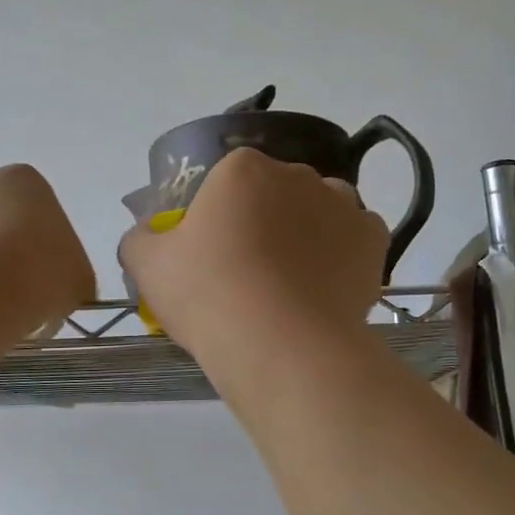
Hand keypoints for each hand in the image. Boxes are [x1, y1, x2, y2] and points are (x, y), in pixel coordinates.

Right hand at [119, 149, 387, 352]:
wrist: (282, 344)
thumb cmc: (209, 294)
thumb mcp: (148, 266)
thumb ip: (140, 238)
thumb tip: (148, 234)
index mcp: (243, 169)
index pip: (228, 180)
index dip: (220, 214)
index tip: (214, 252)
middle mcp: (298, 174)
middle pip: (277, 192)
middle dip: (266, 219)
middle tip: (251, 270)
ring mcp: (343, 205)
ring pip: (321, 209)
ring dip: (309, 230)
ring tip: (294, 280)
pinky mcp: (374, 240)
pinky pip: (356, 238)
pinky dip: (344, 255)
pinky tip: (327, 286)